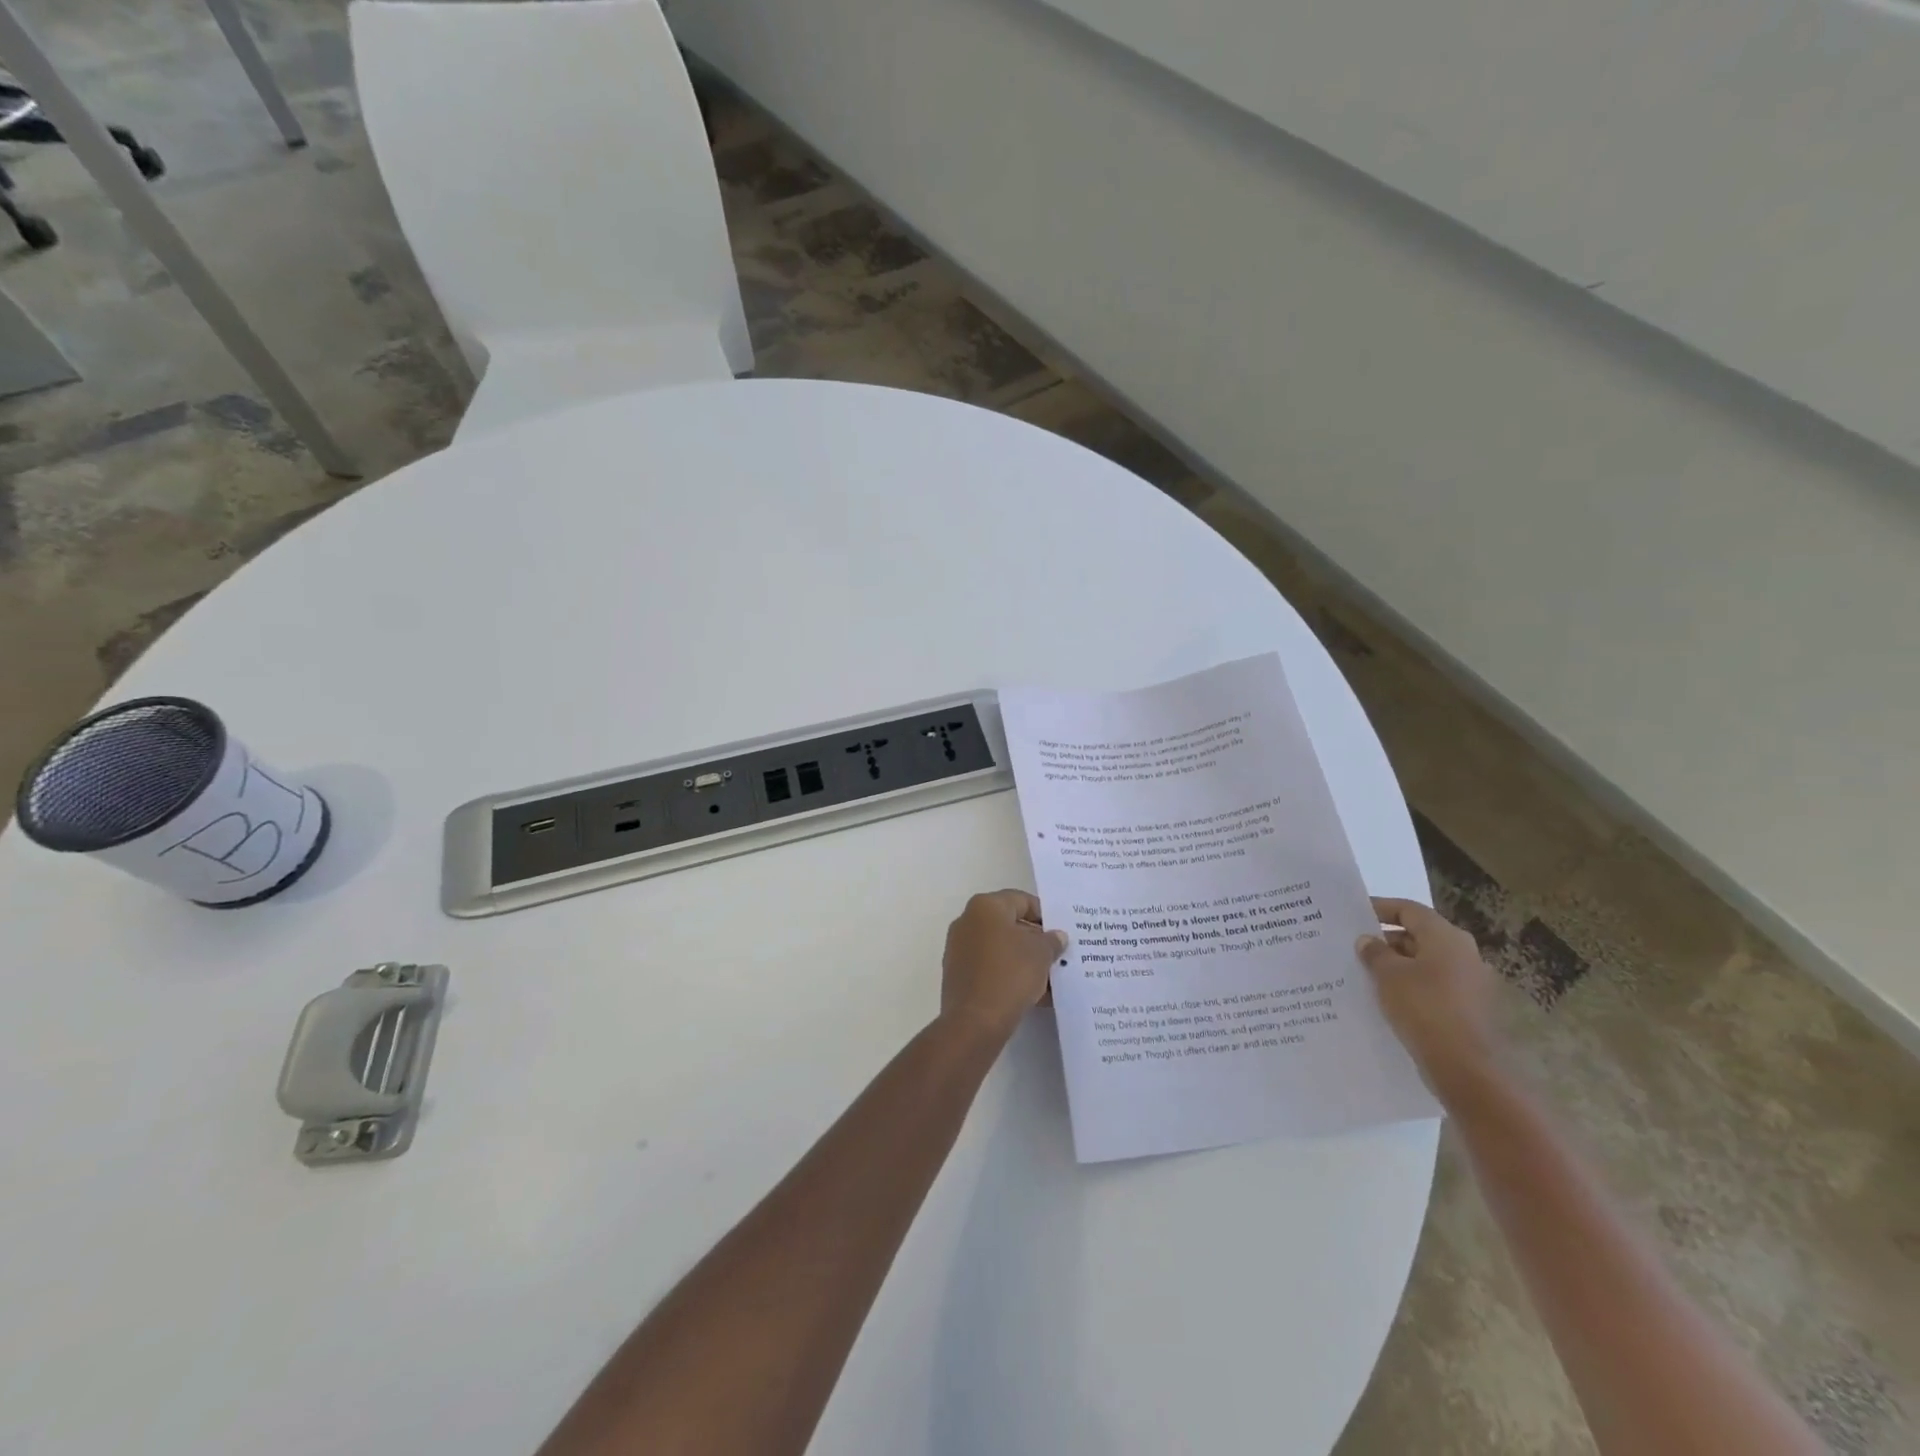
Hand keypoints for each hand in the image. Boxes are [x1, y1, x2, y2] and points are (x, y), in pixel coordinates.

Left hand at [940, 890, 1066, 1042]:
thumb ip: (1051, 940)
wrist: (975, 1021)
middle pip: (1009, 924)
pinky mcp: (958, 975)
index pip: (1021, 900)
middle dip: (1035, 940)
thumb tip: (1056, 936)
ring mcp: (959, 949)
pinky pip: (990, 968)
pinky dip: (1010, 975)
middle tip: (1057, 955)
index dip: (1044, 915)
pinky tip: (1032, 993)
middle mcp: (967, 921)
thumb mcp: (1041, 953)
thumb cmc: (1010, 974)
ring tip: (1049, 978)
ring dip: (1024, 960)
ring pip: (1000, 949)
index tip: (1060, 933)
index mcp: (985, 906)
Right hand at [1357, 897, 1503, 1106]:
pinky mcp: (1469, 1008)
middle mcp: (1464, 954)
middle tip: (1355, 947)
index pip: (1409, 910)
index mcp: (1447, 937)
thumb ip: (1374, 952)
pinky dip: (1411, 986)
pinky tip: (1387, 999)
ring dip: (1398, 965)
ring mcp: (1471, 983)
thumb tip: (1368, 940)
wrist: (1466, 1068)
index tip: (1354, 914)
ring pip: (1426, 963)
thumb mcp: (1388, 975)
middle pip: (1419, 936)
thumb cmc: (1424, 1008)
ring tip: (1366, 974)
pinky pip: (1433, 986)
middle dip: (1387, 940)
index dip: (1380, 908)